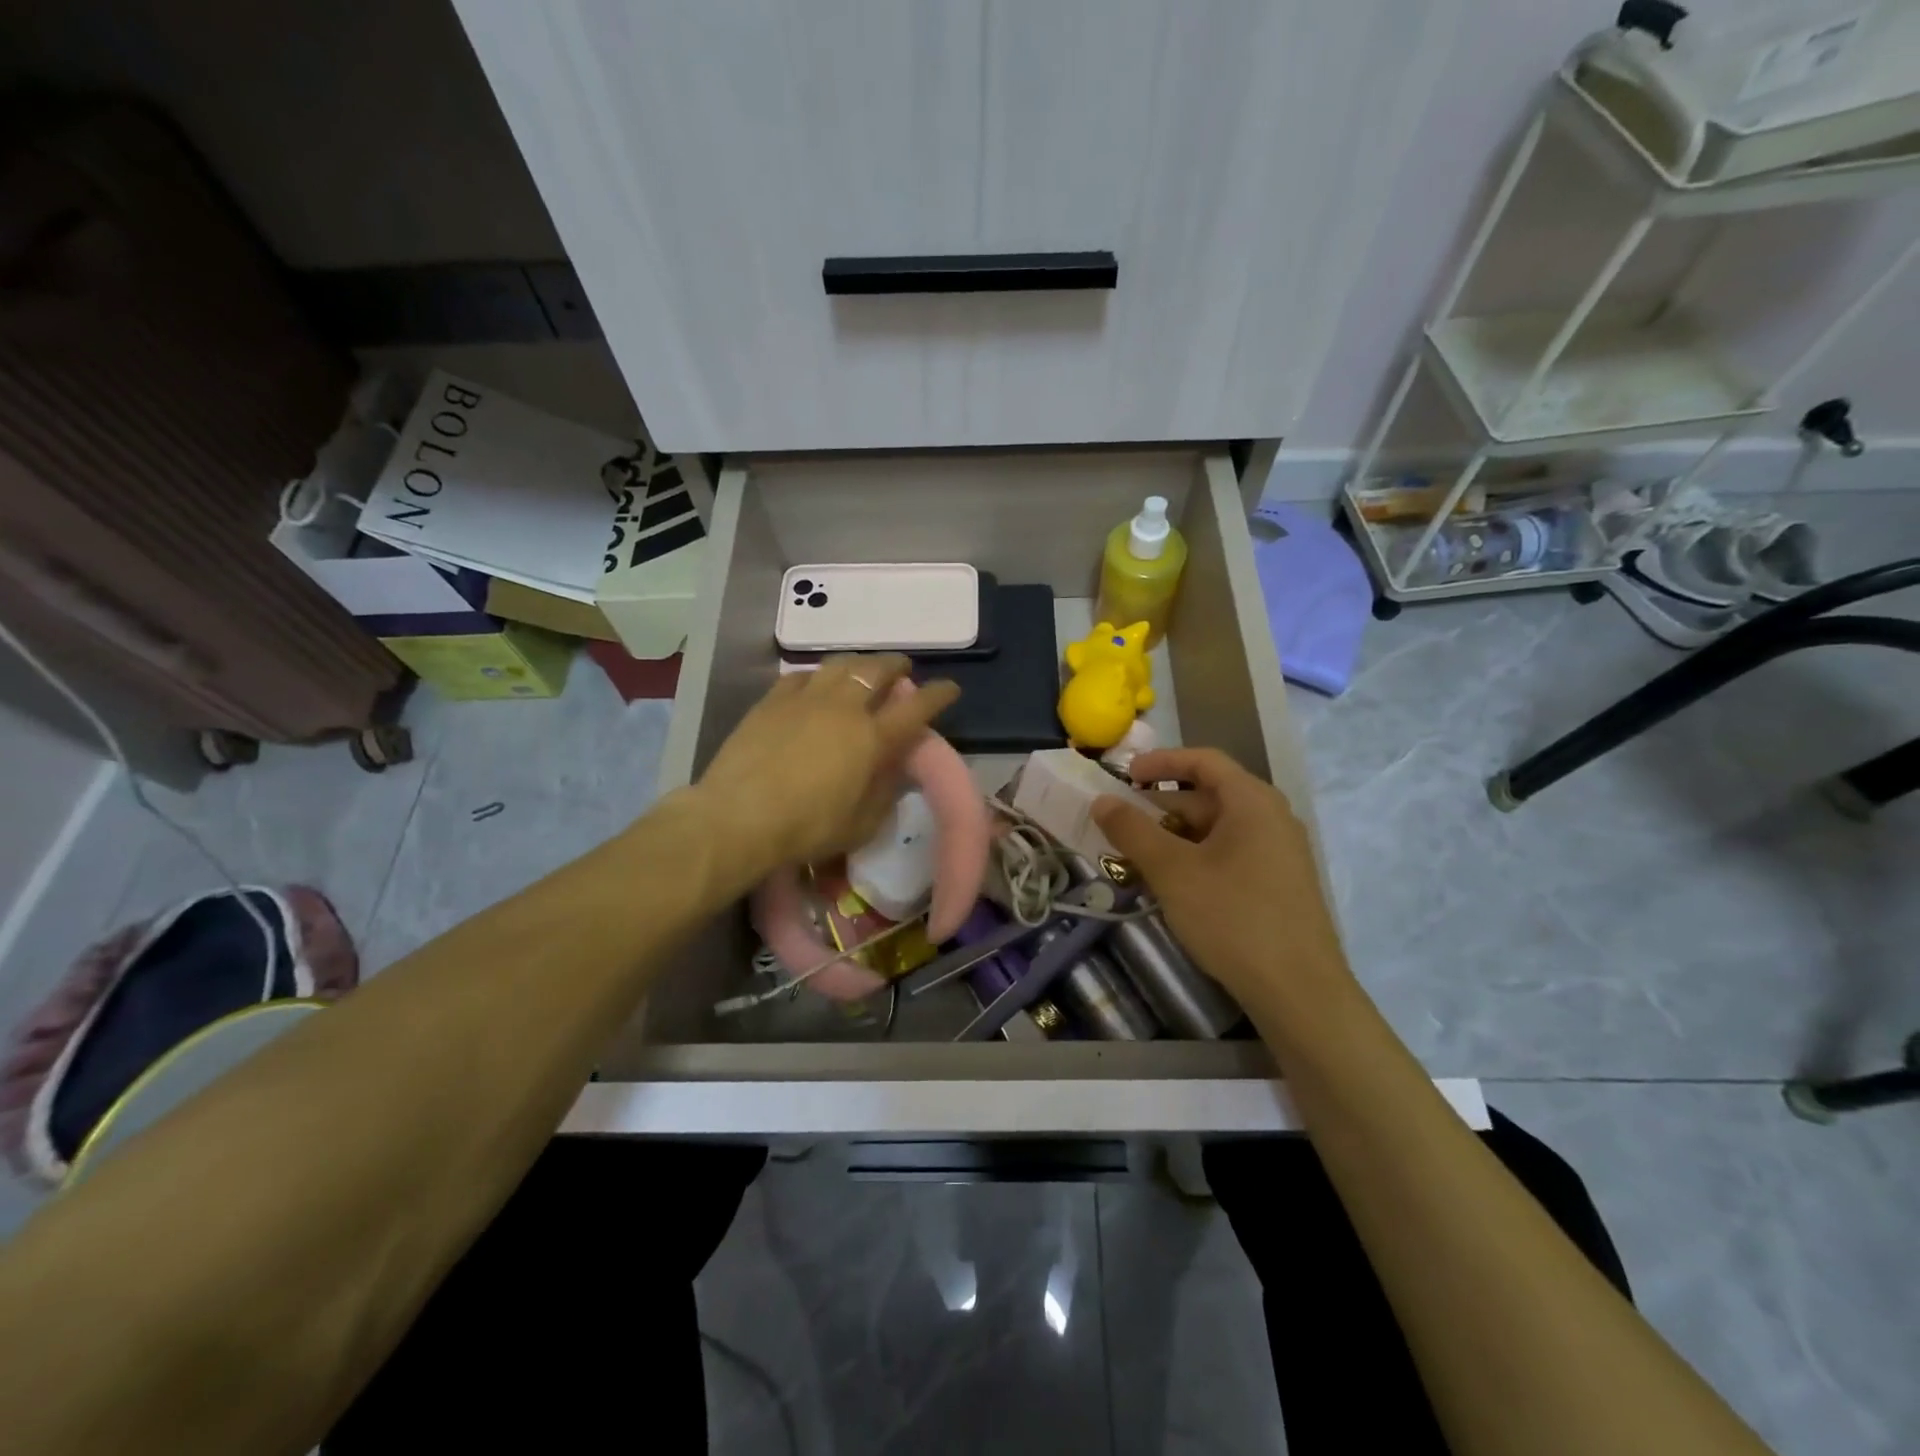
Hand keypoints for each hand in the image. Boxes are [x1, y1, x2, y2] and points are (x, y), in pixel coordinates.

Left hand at [691, 655, 959, 881]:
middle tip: (903, 670)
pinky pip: (802, 676)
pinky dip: (818, 676)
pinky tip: (816, 683)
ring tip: (862, 670)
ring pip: (840, 664)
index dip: (938, 695)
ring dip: (859, 663)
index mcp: (872, 738)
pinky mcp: (772, 701)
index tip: (949, 688)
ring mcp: (805, 699)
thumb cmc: (808, 828)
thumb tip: (896, 769)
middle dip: (896, 666)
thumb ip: (884, 792)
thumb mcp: (861, 824)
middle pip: (878, 671)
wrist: (739, 817)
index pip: (916, 708)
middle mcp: (844, 708)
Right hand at [1091, 747, 1353, 1012]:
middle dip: (1161, 808)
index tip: (1124, 775)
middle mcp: (1272, 818)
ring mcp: (1279, 853)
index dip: (1161, 762)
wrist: (1298, 991)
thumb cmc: (1233, 917)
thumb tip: (1102, 800)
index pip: (1203, 761)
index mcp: (1252, 801)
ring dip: (1174, 837)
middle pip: (1209, 796)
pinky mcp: (1279, 884)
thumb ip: (1133, 830)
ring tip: (1136, 859)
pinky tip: (1172, 885)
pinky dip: (1196, 858)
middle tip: (1120, 826)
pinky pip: (1230, 855)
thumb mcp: (1172, 870)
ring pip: (1216, 830)